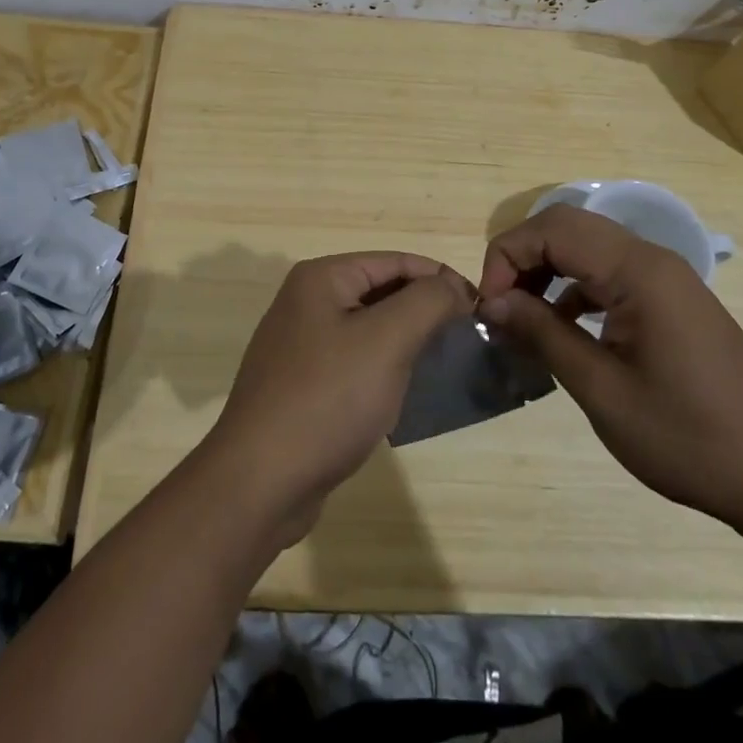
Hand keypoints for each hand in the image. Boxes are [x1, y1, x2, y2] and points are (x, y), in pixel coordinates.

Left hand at [206, 253, 472, 541]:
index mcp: (321, 279)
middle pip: (381, 291)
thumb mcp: (387, 340)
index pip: (395, 261)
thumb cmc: (328, 398)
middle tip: (469, 338)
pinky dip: (383, 368)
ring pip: (369, 328)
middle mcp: (305, 302)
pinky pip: (354, 361)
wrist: (261, 480)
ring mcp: (300, 344)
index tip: (481, 308)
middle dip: (425, 309)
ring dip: (406, 340)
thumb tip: (454, 285)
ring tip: (445, 364)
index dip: (441, 279)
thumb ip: (427, 302)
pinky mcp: (302, 384)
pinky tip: (406, 392)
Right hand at [478, 205, 742, 530]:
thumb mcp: (601, 389)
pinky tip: (562, 330)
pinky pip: (608, 273)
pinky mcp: (670, 300)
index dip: (508, 257)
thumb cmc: (687, 436)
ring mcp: (665, 278)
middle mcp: (651, 259)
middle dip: (522, 259)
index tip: (490, 308)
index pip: (552, 229)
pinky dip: (573, 289)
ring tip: (523, 319)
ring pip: (586, 247)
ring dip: (546, 271)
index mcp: (638, 271)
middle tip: (501, 308)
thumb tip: (493, 302)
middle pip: (567, 228)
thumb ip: (543, 334)